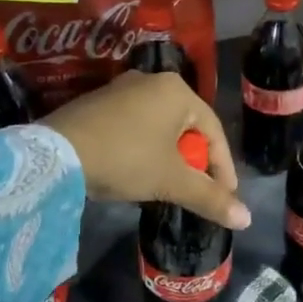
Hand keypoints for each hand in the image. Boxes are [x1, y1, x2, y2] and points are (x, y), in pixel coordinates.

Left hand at [41, 70, 249, 229]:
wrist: (56, 154)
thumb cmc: (125, 159)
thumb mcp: (171, 181)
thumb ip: (210, 198)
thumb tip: (246, 220)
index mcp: (177, 91)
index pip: (214, 132)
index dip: (223, 169)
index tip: (225, 198)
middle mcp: (152, 81)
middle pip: (187, 128)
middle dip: (195, 163)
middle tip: (197, 192)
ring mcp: (122, 89)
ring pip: (161, 128)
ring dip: (169, 158)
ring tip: (169, 186)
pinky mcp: (98, 103)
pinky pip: (136, 127)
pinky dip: (144, 150)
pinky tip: (137, 172)